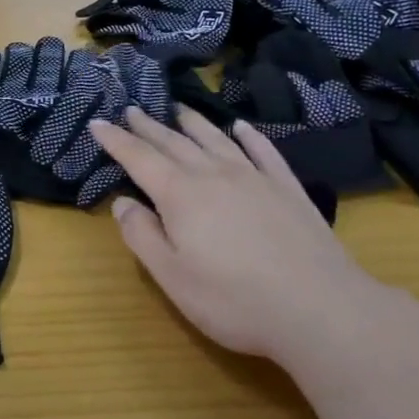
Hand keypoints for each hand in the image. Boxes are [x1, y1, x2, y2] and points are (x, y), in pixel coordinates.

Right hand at [89, 108, 387, 363]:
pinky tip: (241, 128)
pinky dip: (248, 136)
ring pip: (215, 139)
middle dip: (148, 126)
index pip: (139, 158)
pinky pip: (263, 151)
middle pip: (174, 142)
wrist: (321, 309)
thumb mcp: (173, 278)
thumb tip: (123, 202)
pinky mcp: (287, 189)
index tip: (97, 122)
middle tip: (131, 110)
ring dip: (192, 122)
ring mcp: (254, 178)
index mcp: (180, 195)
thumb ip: (143, 236)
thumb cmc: (235, 300)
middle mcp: (214, 175)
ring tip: (177, 109)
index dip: (115, 139)